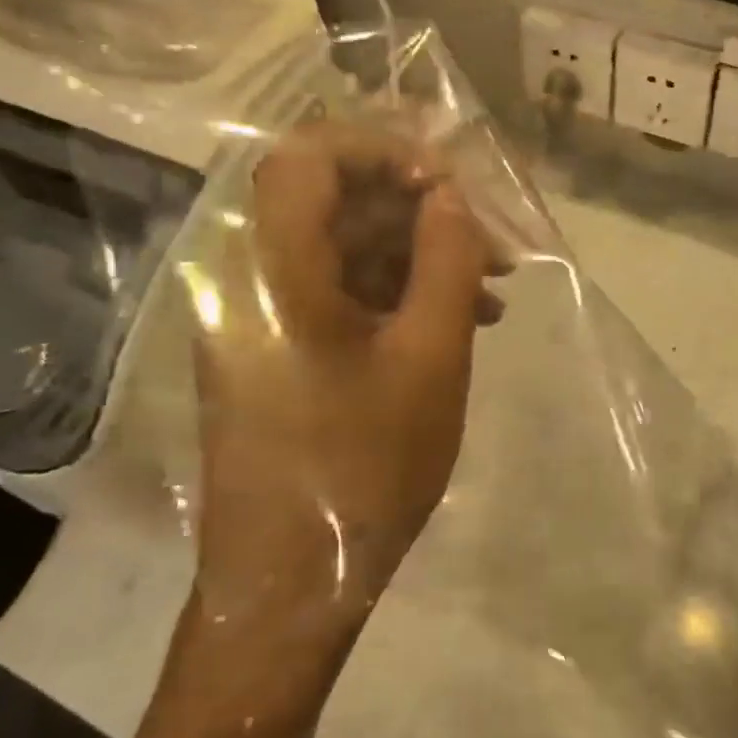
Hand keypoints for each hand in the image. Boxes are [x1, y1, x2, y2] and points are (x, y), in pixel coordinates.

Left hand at [188, 120, 499, 678]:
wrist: (290, 586)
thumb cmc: (362, 469)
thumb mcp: (430, 359)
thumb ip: (445, 259)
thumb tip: (450, 197)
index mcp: (271, 268)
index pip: (310, 155)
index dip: (384, 151)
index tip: (449, 186)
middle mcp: (247, 277)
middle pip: (331, 200)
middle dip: (418, 210)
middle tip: (490, 243)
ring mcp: (256, 317)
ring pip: (340, 248)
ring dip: (415, 257)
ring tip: (490, 294)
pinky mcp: (272, 350)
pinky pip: (335, 294)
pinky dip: (393, 296)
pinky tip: (455, 324)